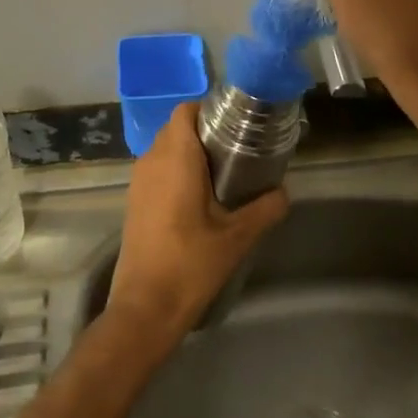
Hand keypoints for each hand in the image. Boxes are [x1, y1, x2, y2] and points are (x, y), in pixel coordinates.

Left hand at [108, 104, 289, 343]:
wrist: (145, 308)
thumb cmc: (190, 264)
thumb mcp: (237, 237)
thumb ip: (265, 208)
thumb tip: (283, 192)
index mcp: (176, 158)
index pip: (185, 111)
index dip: (208, 109)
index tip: (235, 123)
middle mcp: (152, 161)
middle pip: (176, 128)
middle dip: (204, 131)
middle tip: (236, 148)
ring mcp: (138, 182)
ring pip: (165, 149)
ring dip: (189, 152)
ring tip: (222, 172)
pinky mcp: (134, 202)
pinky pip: (156, 169)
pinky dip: (176, 171)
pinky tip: (199, 198)